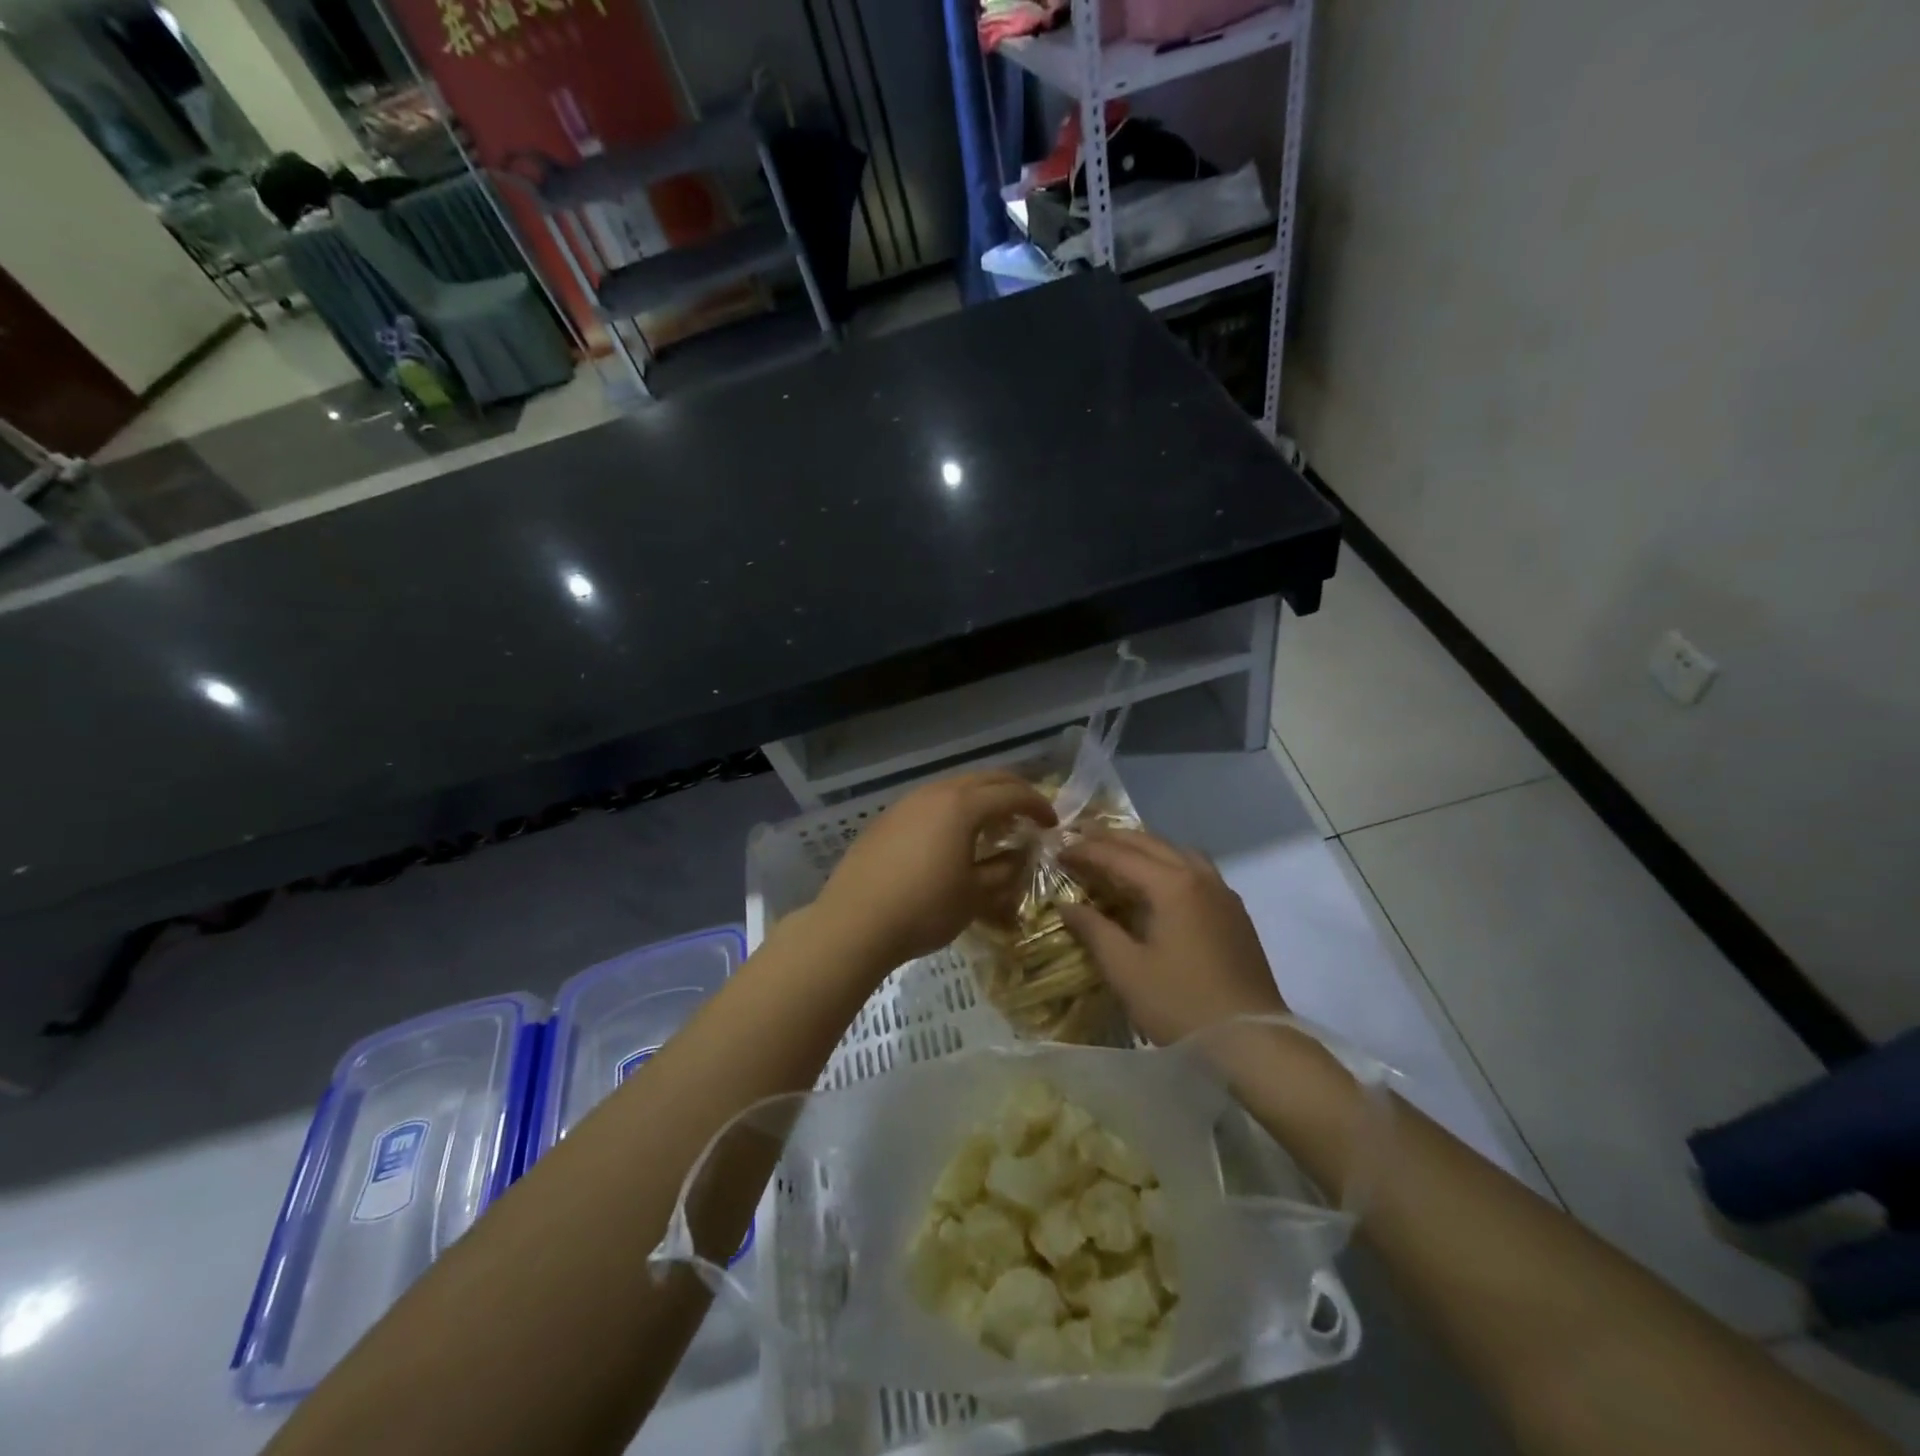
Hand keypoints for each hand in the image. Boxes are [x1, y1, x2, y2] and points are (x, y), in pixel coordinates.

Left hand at [814, 770, 1055, 970]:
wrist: (854, 922)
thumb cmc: (924, 909)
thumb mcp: (976, 896)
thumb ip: (1005, 871)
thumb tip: (1020, 855)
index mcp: (963, 806)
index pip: (1012, 794)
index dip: (1038, 806)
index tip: (1051, 825)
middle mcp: (935, 793)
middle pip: (984, 779)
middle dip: (1012, 793)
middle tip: (1029, 815)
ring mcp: (907, 803)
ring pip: (954, 787)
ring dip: (981, 800)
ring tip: (992, 827)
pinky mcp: (887, 819)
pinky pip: (930, 802)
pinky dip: (953, 811)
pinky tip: (952, 838)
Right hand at [1057, 827, 1286, 1043]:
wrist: (1252, 1041)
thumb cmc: (1181, 1005)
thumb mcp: (1126, 970)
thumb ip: (1094, 930)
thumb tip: (1066, 905)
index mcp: (1172, 885)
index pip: (1120, 856)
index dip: (1086, 851)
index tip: (1058, 851)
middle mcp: (1200, 877)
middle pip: (1150, 844)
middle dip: (1113, 839)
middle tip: (1081, 838)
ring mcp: (1223, 893)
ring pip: (1177, 852)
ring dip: (1143, 847)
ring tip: (1117, 852)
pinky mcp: (1234, 913)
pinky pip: (1196, 870)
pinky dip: (1168, 863)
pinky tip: (1158, 882)